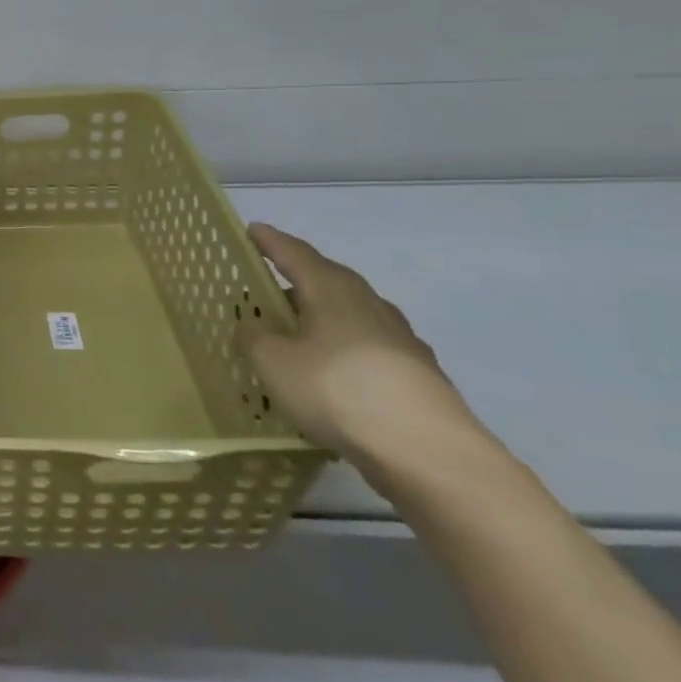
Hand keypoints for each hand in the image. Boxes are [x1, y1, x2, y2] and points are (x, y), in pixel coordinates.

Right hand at [235, 223, 478, 473]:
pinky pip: (368, 347)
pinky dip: (344, 349)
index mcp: (332, 290)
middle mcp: (369, 304)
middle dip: (298, 278)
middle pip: (328, 280)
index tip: (252, 230)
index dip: (270, 242)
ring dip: (323, 315)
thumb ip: (255, 337)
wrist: (428, 451)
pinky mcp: (417, 374)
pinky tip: (333, 370)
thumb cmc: (337, 390)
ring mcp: (400, 339)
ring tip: (298, 330)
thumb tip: (253, 324)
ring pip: (351, 313)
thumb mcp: (273, 362)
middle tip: (270, 284)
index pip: (295, 254)